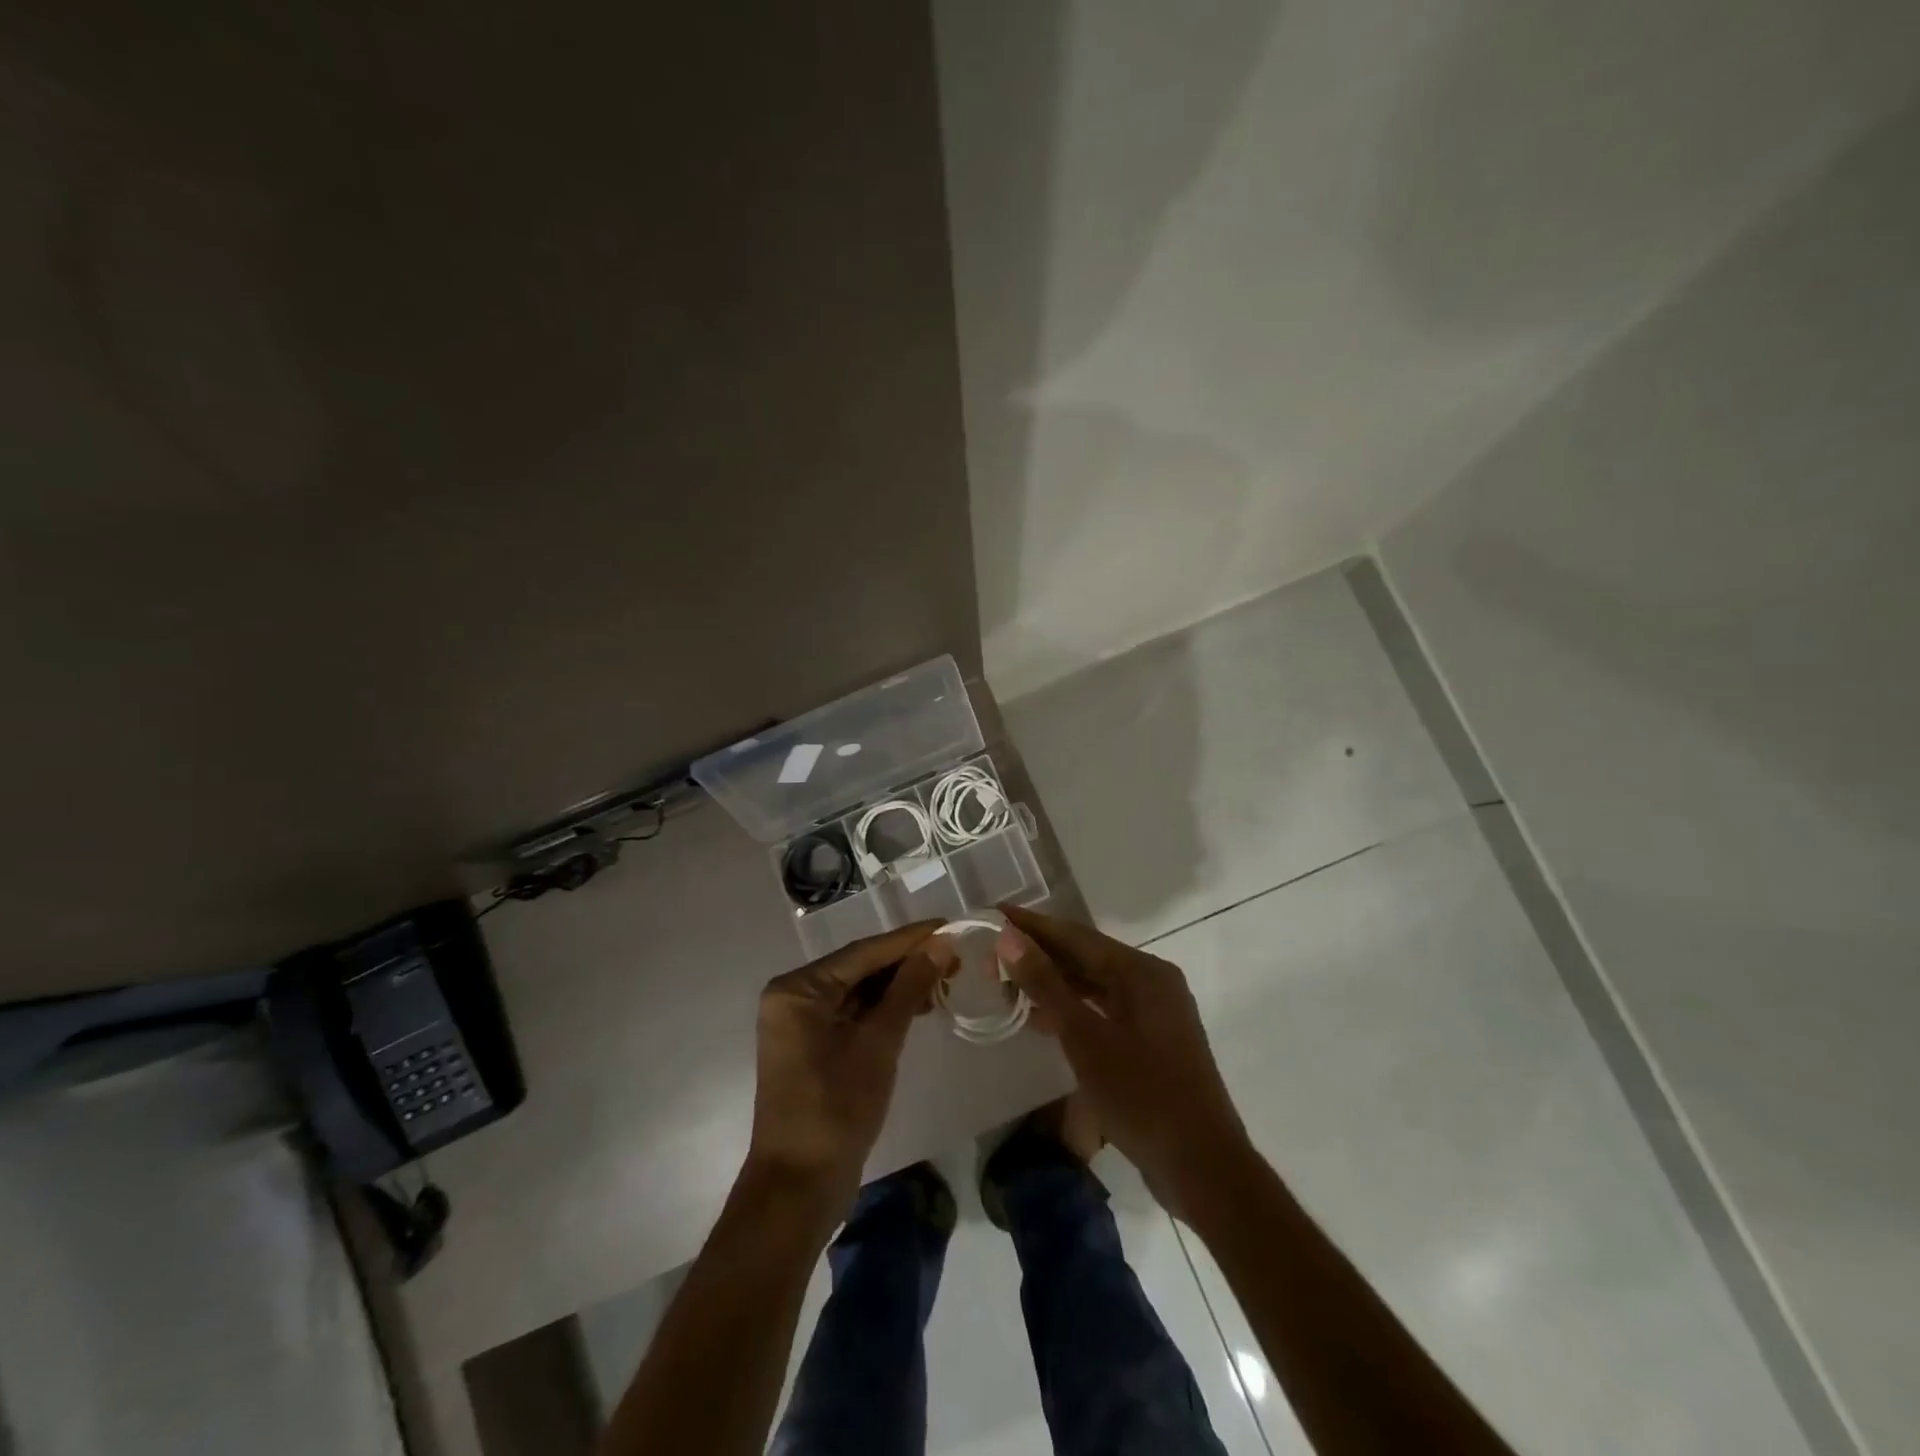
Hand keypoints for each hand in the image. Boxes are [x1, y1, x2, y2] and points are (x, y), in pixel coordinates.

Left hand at [745, 922, 948, 1211]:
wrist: (799, 1188)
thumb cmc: (837, 1108)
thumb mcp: (879, 1043)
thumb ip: (909, 988)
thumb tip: (941, 945)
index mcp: (798, 989)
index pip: (863, 952)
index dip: (909, 939)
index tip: (949, 925)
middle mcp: (794, 997)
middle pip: (859, 968)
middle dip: (907, 963)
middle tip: (954, 956)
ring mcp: (801, 1023)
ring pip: (858, 991)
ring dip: (899, 986)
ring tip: (945, 979)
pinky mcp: (812, 1046)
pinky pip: (852, 1014)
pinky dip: (884, 1010)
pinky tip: (919, 1006)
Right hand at [999, 905, 1251, 1220]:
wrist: (1203, 1168)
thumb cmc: (1142, 1096)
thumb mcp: (1085, 1038)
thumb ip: (1046, 984)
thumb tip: (1008, 938)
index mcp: (1142, 971)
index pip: (1075, 935)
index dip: (1031, 925)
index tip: (993, 914)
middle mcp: (1152, 981)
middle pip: (1086, 956)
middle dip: (1038, 954)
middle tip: (991, 955)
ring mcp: (1155, 1012)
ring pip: (1094, 984)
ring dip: (1053, 983)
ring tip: (1007, 983)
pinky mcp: (1152, 1040)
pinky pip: (1104, 1009)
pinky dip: (1073, 1009)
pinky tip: (1041, 1018)